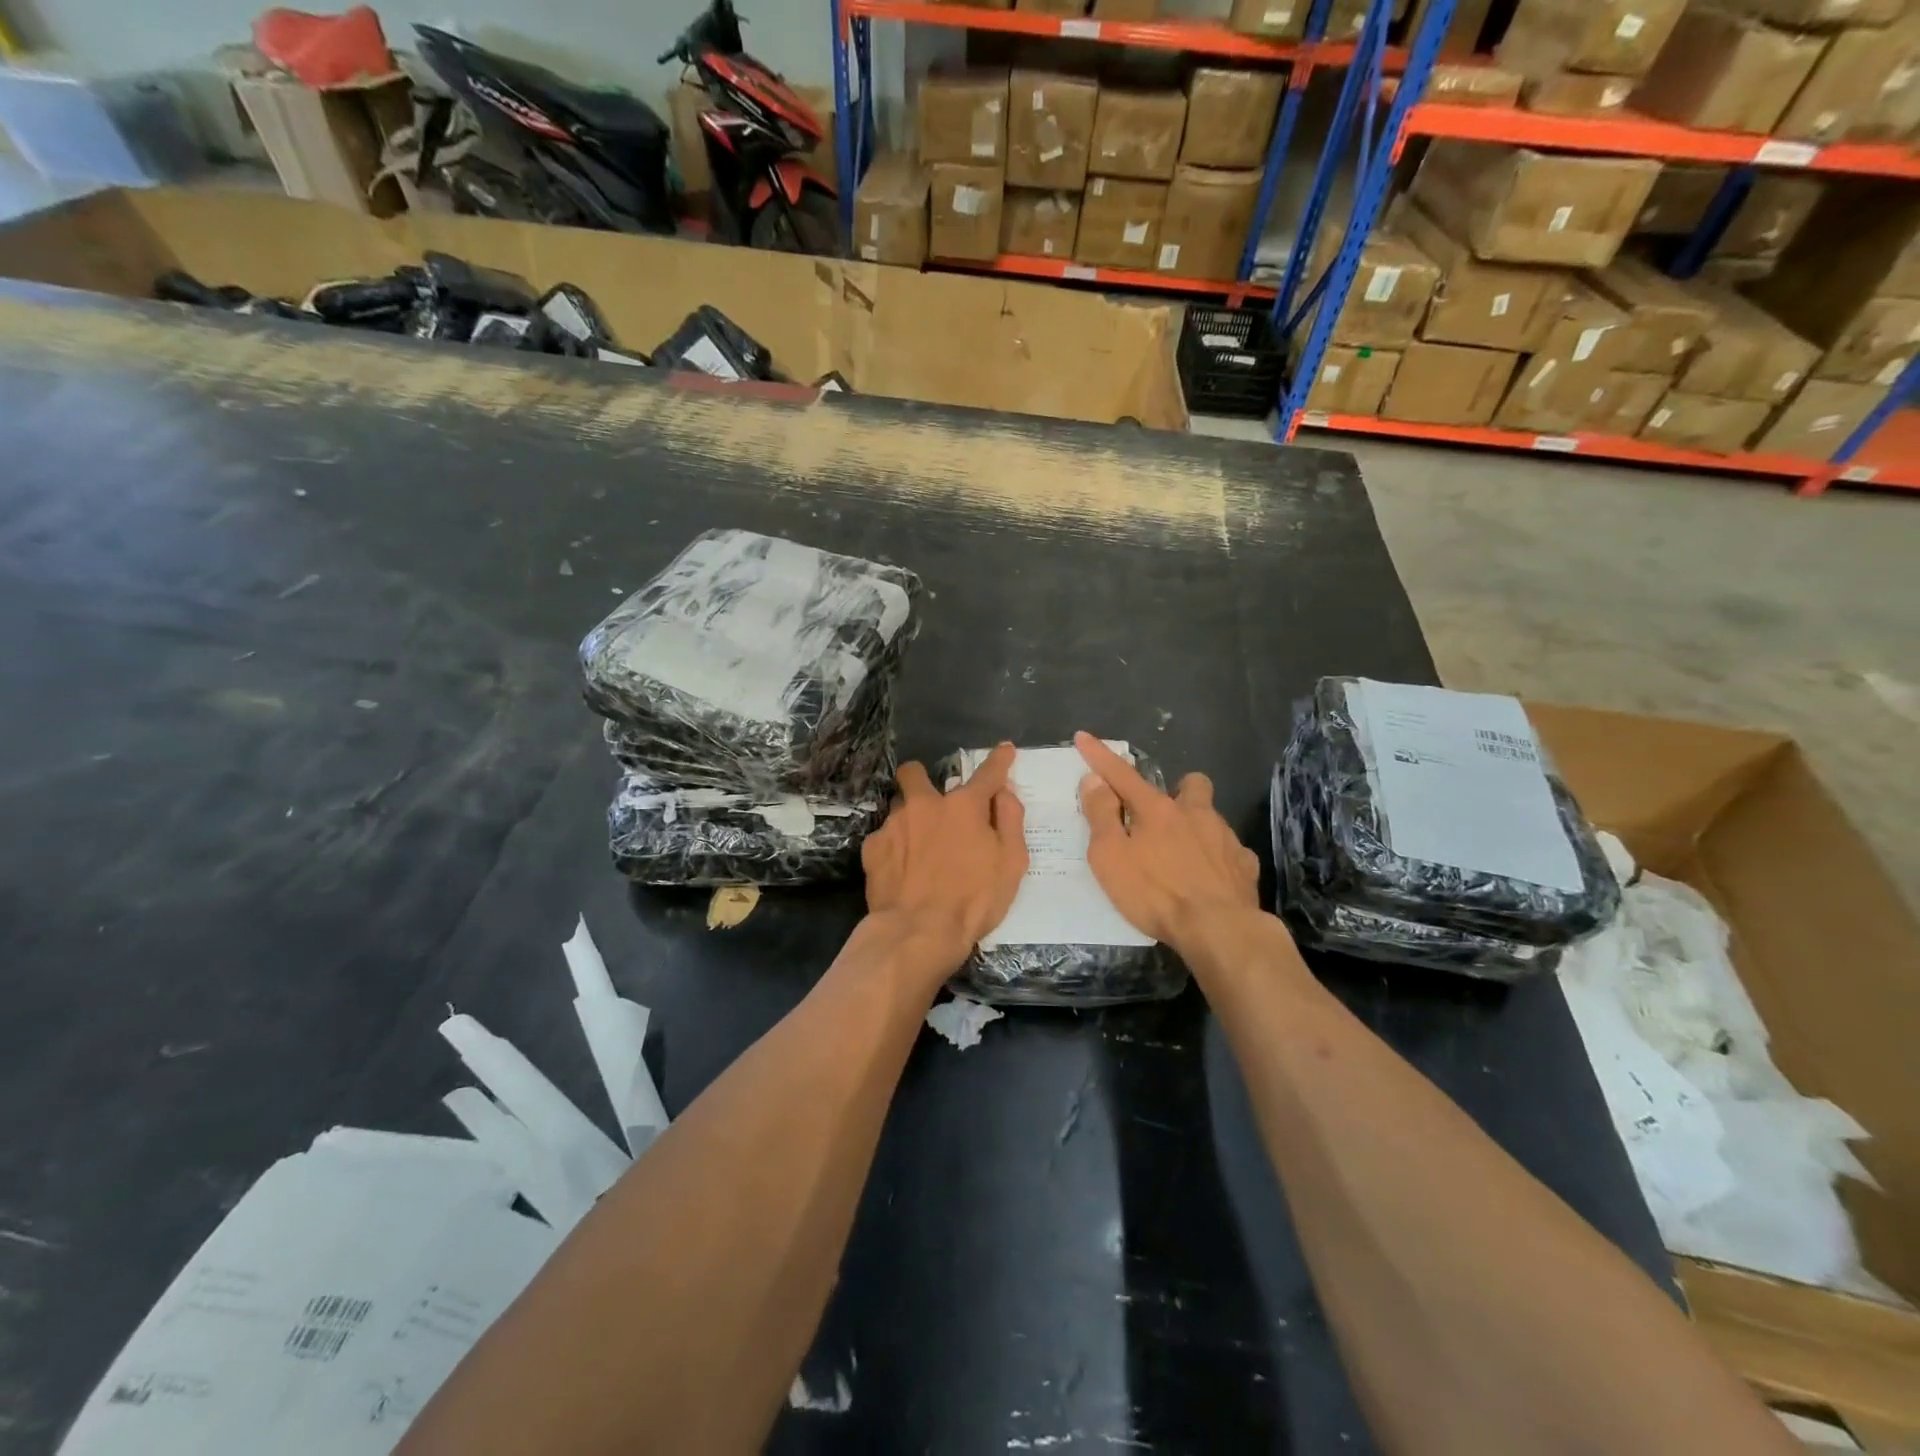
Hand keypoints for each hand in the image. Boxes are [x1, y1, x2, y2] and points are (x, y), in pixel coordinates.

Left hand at [861, 743, 1027, 981]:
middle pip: (914, 772)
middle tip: (933, 803)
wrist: (918, 932)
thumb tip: (1004, 793)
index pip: (987, 773)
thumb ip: (1010, 821)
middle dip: (921, 778)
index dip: (999, 760)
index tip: (1004, 749)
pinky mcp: (872, 848)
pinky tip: (900, 870)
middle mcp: (925, 804)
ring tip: (917, 847)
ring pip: (897, 806)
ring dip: (909, 818)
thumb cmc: (974, 900)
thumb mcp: (1011, 862)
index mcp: (964, 806)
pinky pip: (884, 837)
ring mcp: (893, 824)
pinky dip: (894, 847)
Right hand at [1076, 731, 1261, 956]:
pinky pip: (1230, 851)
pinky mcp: (1245, 866)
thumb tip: (1094, 780)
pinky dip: (1217, 858)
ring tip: (1182, 855)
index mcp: (1157, 810)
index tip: (1083, 737)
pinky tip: (1209, 878)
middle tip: (1160, 816)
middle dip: (1177, 790)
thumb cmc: (1155, 894)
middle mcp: (1195, 814)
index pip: (1121, 775)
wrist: (1220, 931)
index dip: (1099, 756)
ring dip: (1196, 826)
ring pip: (1211, 817)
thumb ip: (1101, 816)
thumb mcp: (1111, 857)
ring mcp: (1225, 838)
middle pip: (1190, 784)